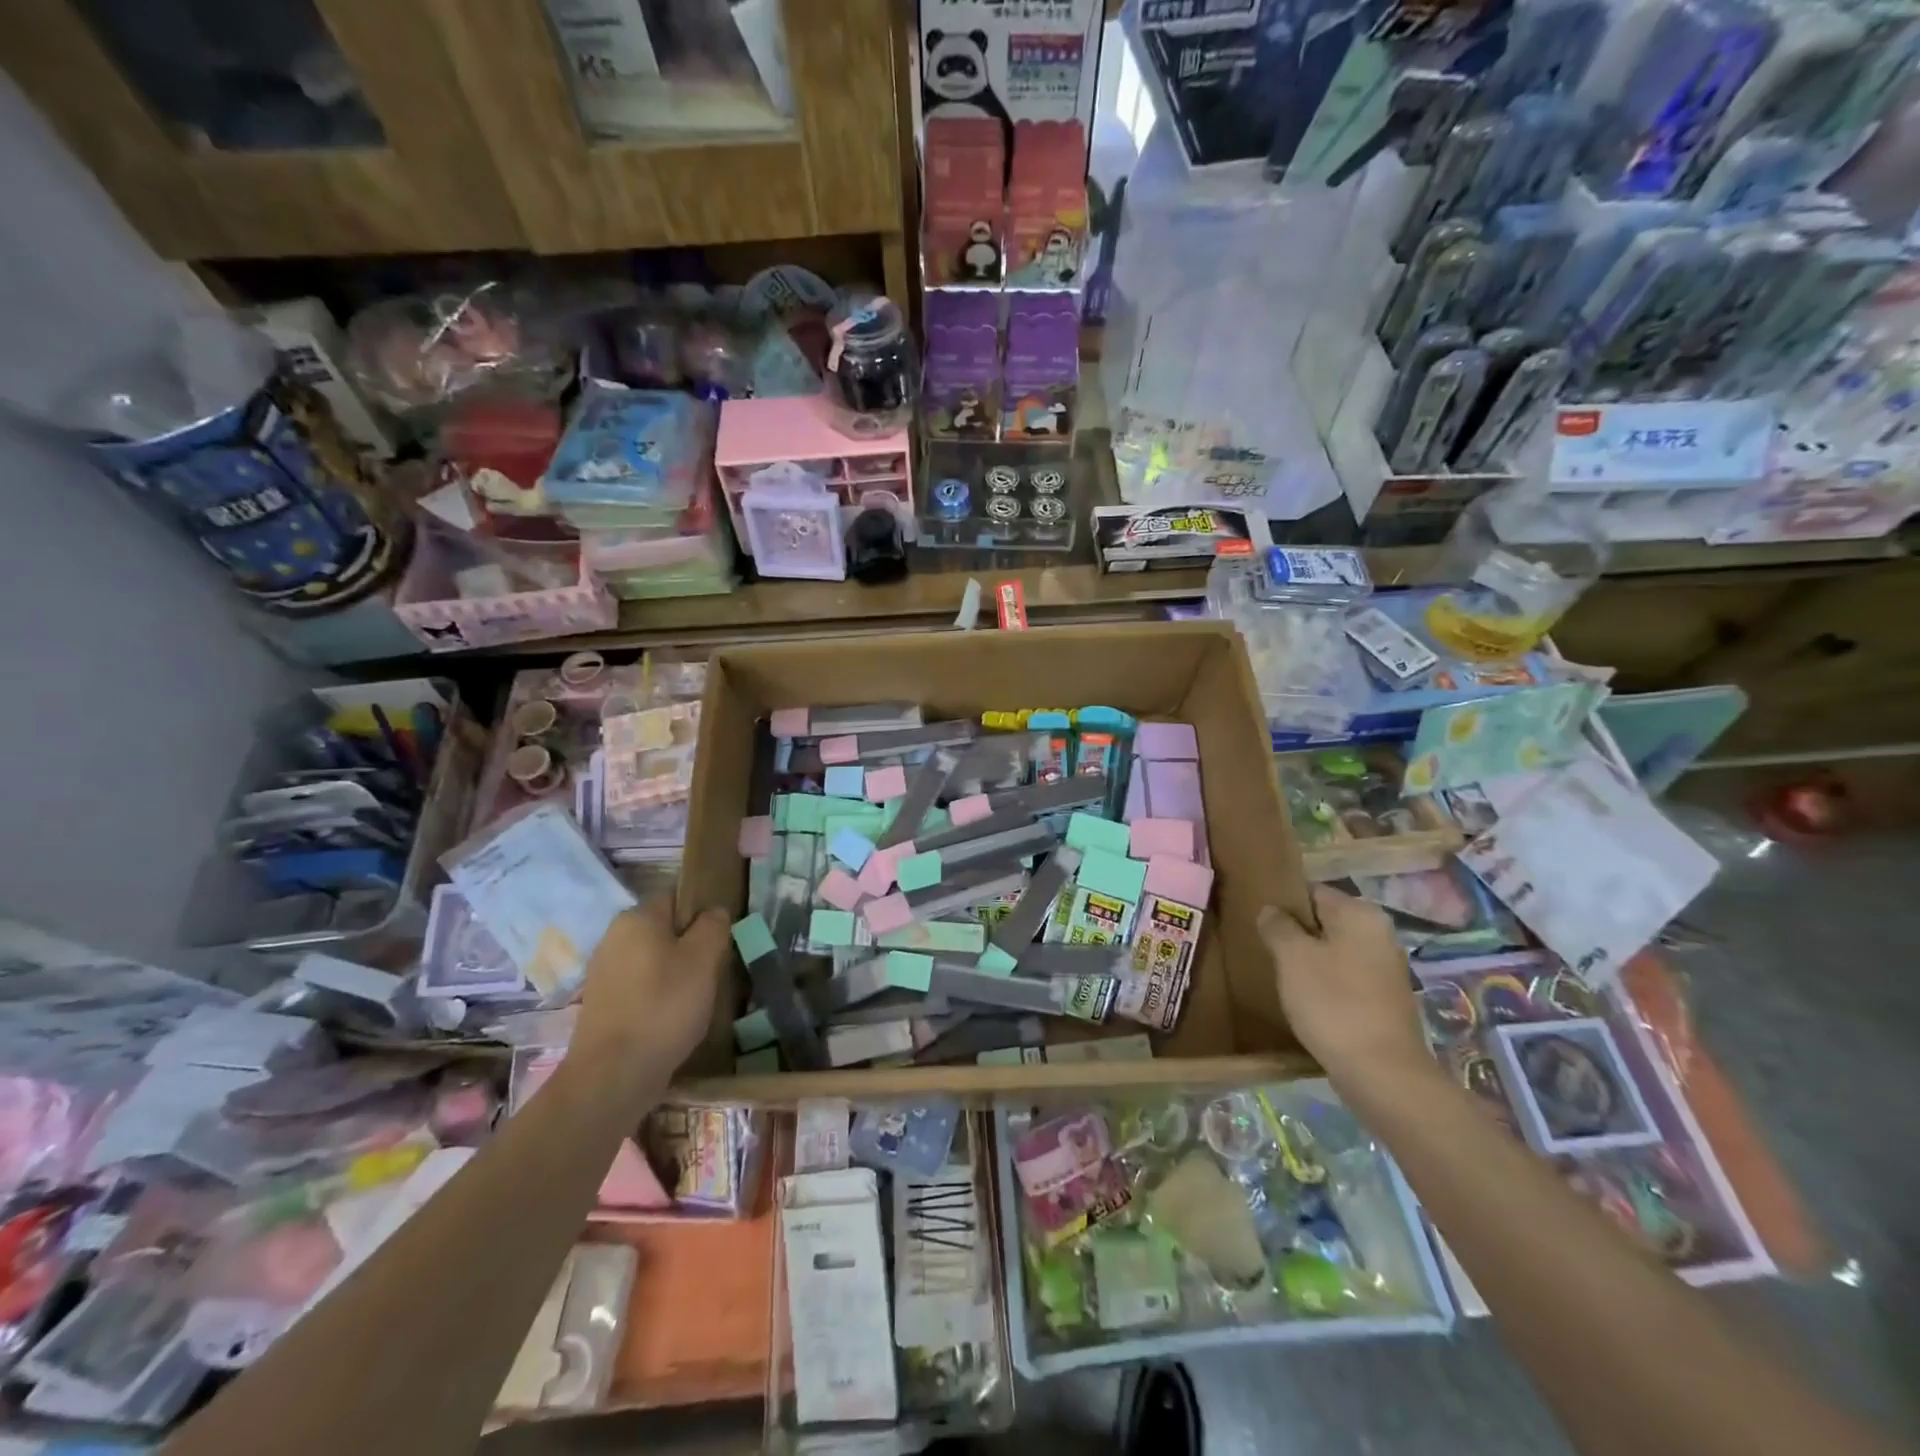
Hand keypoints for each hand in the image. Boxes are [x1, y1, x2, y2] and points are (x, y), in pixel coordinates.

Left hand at [575, 898, 730, 1078]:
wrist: (612, 1076)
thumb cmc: (664, 1007)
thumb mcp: (704, 959)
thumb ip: (713, 925)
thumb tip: (713, 911)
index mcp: (637, 917)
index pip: (677, 896)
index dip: (703, 912)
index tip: (722, 938)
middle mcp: (613, 936)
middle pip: (664, 928)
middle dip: (690, 945)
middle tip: (715, 970)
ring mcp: (603, 971)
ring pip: (653, 959)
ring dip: (675, 972)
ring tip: (696, 998)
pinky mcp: (601, 1003)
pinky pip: (639, 985)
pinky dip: (657, 995)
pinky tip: (672, 1018)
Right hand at [1260, 886, 1430, 1090]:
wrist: (1381, 1072)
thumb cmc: (1332, 1002)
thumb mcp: (1291, 957)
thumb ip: (1277, 926)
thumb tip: (1271, 910)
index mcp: (1360, 914)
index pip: (1312, 891)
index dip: (1283, 904)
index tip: (1259, 922)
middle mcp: (1380, 933)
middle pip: (1325, 921)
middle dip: (1296, 933)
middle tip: (1266, 949)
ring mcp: (1386, 967)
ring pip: (1335, 950)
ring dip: (1309, 959)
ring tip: (1281, 975)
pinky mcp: (1386, 998)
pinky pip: (1346, 977)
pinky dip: (1326, 982)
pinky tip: (1306, 999)